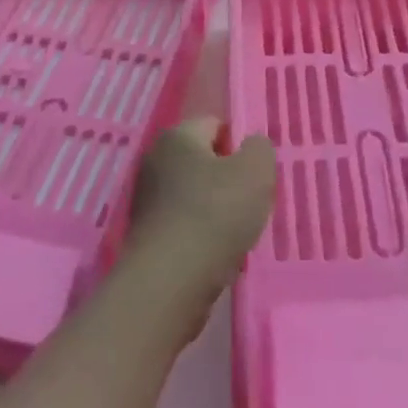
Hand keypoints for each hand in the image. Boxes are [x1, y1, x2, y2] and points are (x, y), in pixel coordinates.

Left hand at [121, 119, 275, 327]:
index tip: (258, 172)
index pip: (215, 124)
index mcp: (177, 136)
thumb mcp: (255, 171)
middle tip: (253, 201)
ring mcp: (147, 201)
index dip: (240, 144)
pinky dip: (203, 237)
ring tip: (238, 233)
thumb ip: (260, 149)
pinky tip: (219, 255)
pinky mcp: (147, 236)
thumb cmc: (214, 215)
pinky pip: (185, 226)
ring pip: (196, 196)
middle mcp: (155, 161)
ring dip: (218, 212)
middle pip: (204, 161)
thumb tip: (251, 146)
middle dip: (229, 179)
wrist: (169, 283)